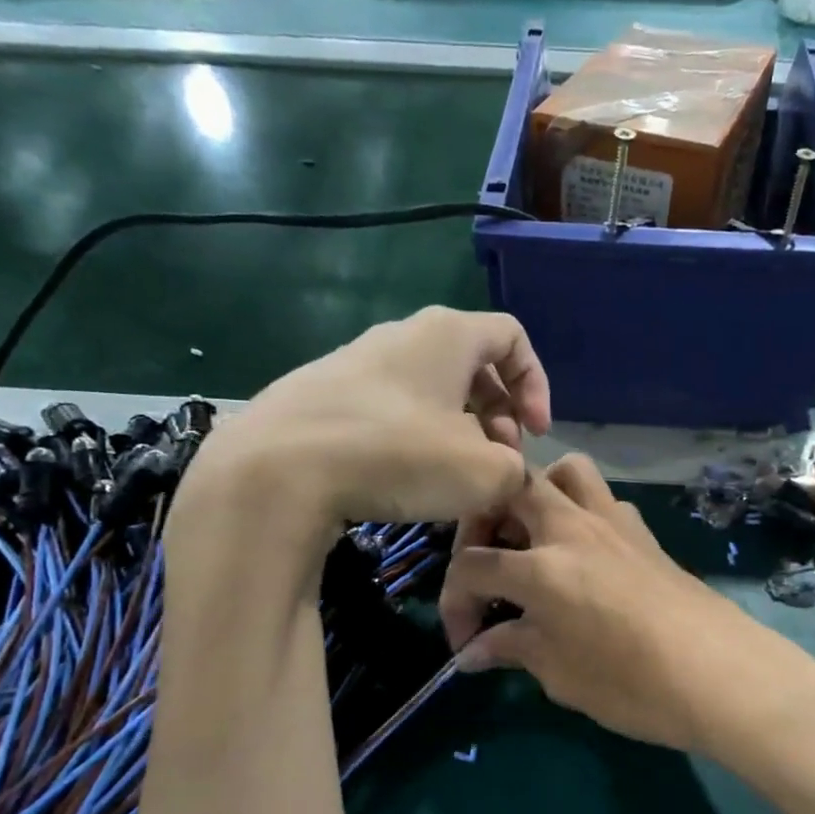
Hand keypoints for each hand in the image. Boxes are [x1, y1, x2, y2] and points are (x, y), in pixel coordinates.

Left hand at [179, 308, 550, 544]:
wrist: (278, 469)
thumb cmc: (397, 456)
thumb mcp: (484, 474)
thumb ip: (515, 471)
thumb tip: (505, 474)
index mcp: (447, 335)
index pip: (512, 337)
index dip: (536, 385)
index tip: (535, 433)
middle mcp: (401, 335)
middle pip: (471, 365)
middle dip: (498, 414)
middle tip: (497, 460)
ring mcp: (355, 362)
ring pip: (429, 390)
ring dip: (457, 430)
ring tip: (453, 476)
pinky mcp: (321, 394)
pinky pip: (388, 408)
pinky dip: (413, 437)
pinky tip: (403, 478)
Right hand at [439, 456, 814, 766]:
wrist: (722, 675)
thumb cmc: (634, 684)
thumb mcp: (561, 676)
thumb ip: (513, 650)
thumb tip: (473, 652)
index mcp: (541, 568)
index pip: (472, 568)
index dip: (455, 604)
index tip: (464, 642)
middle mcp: (572, 529)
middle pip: (510, 489)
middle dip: (483, 520)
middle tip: (487, 565)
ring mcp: (613, 523)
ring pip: (564, 471)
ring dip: (538, 494)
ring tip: (533, 540)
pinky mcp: (644, 532)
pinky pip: (602, 499)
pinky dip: (580, 512)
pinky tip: (584, 557)